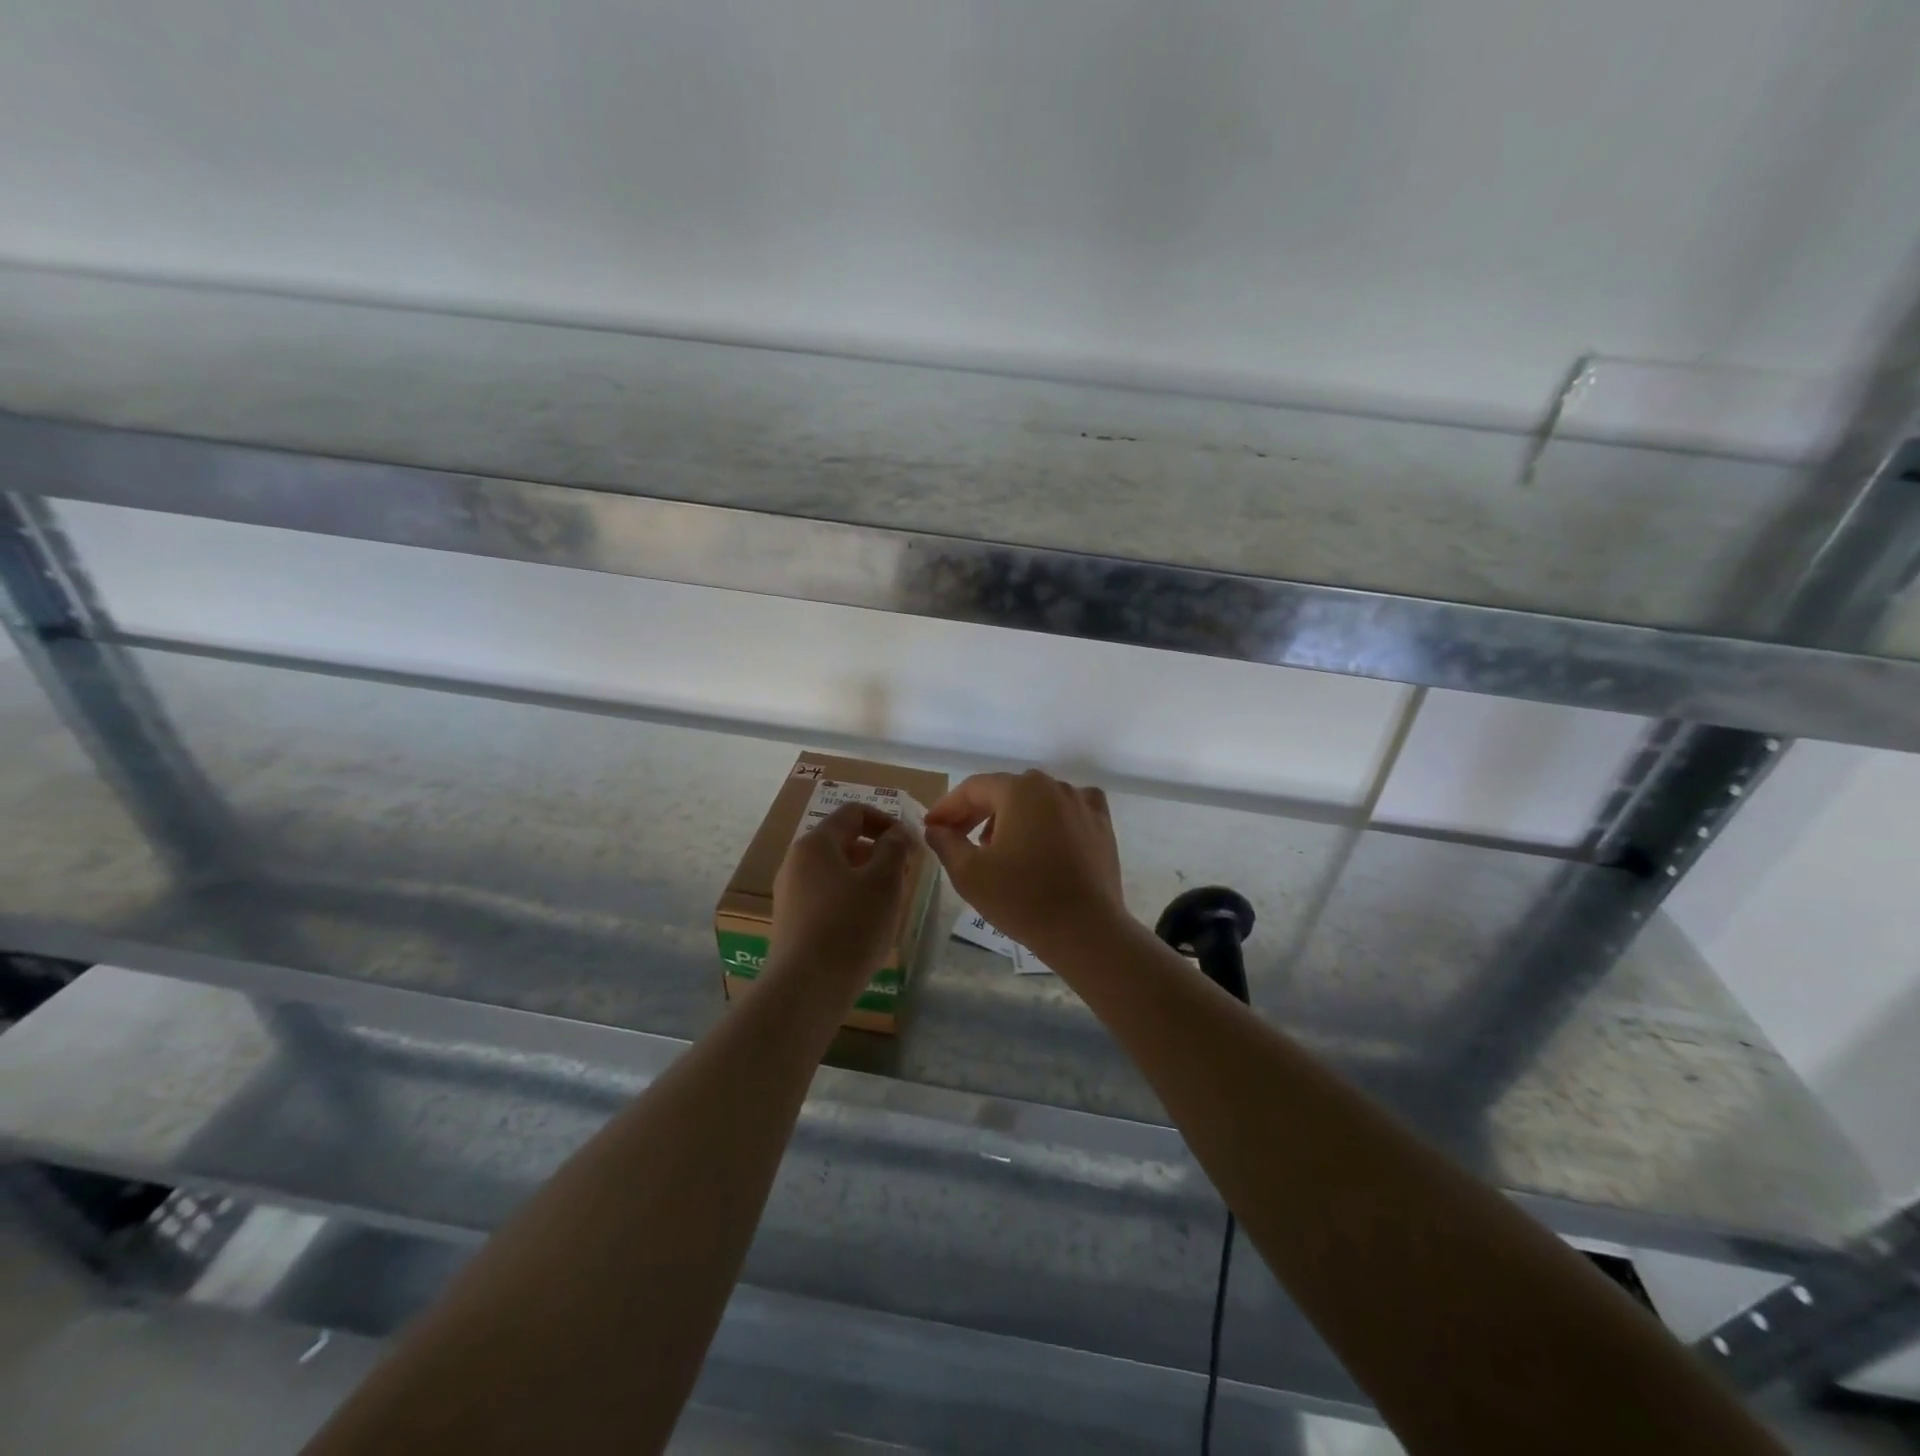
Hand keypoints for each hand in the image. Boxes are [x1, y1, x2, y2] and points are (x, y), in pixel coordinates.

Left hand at [770, 803, 916, 989]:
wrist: (806, 988)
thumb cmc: (851, 926)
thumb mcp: (884, 881)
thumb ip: (895, 848)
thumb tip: (896, 833)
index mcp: (816, 843)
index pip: (854, 813)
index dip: (886, 821)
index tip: (910, 844)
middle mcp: (796, 862)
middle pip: (844, 842)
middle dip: (879, 853)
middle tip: (905, 876)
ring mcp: (790, 893)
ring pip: (836, 871)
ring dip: (867, 878)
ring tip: (890, 903)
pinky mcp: (791, 922)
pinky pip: (826, 897)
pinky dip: (851, 900)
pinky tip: (867, 926)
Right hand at [922, 770, 1125, 953]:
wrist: (1085, 930)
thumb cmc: (1022, 899)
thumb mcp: (969, 873)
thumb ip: (946, 843)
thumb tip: (935, 828)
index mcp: (1019, 790)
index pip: (973, 788)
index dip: (948, 807)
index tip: (932, 828)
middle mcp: (1053, 786)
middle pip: (1005, 790)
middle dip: (977, 812)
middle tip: (958, 837)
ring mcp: (1082, 803)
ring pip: (1037, 799)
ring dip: (1013, 816)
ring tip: (999, 847)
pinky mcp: (1102, 824)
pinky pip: (1070, 809)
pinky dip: (1052, 817)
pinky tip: (1046, 837)